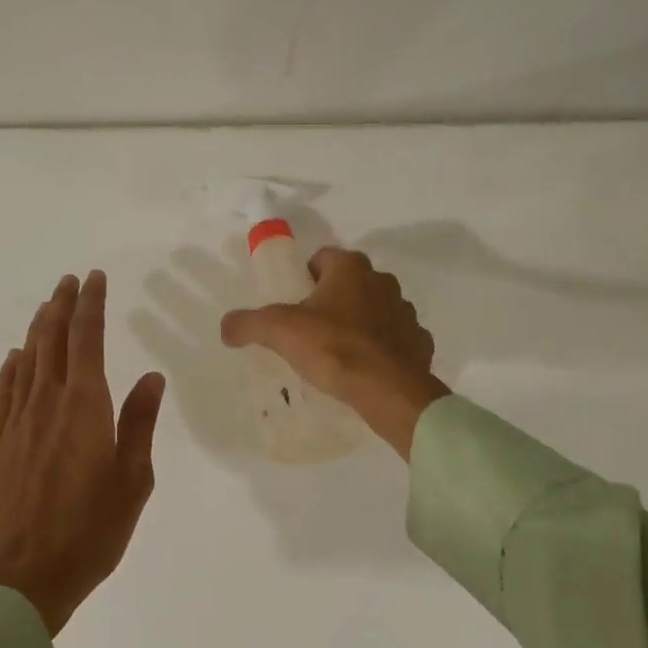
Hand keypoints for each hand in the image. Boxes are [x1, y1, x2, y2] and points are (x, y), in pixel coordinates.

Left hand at [0, 271, 166, 635]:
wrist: (20, 578)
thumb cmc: (89, 532)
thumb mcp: (133, 480)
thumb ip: (139, 424)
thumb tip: (151, 377)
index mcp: (84, 407)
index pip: (86, 340)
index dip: (91, 305)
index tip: (95, 279)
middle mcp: (47, 404)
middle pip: (52, 341)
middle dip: (62, 306)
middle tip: (70, 281)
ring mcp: (17, 423)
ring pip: (26, 361)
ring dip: (38, 330)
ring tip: (47, 307)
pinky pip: (3, 393)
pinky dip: (10, 369)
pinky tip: (14, 359)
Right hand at [219, 247, 449, 459]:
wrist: (387, 389)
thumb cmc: (333, 348)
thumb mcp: (279, 332)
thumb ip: (248, 323)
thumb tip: (227, 327)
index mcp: (350, 268)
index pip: (322, 258)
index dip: (304, 277)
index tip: (293, 303)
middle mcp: (383, 281)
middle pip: (350, 284)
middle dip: (332, 300)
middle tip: (310, 330)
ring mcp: (405, 312)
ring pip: (375, 310)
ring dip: (359, 323)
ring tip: (337, 353)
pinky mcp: (419, 342)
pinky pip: (395, 339)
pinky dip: (381, 349)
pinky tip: (365, 369)